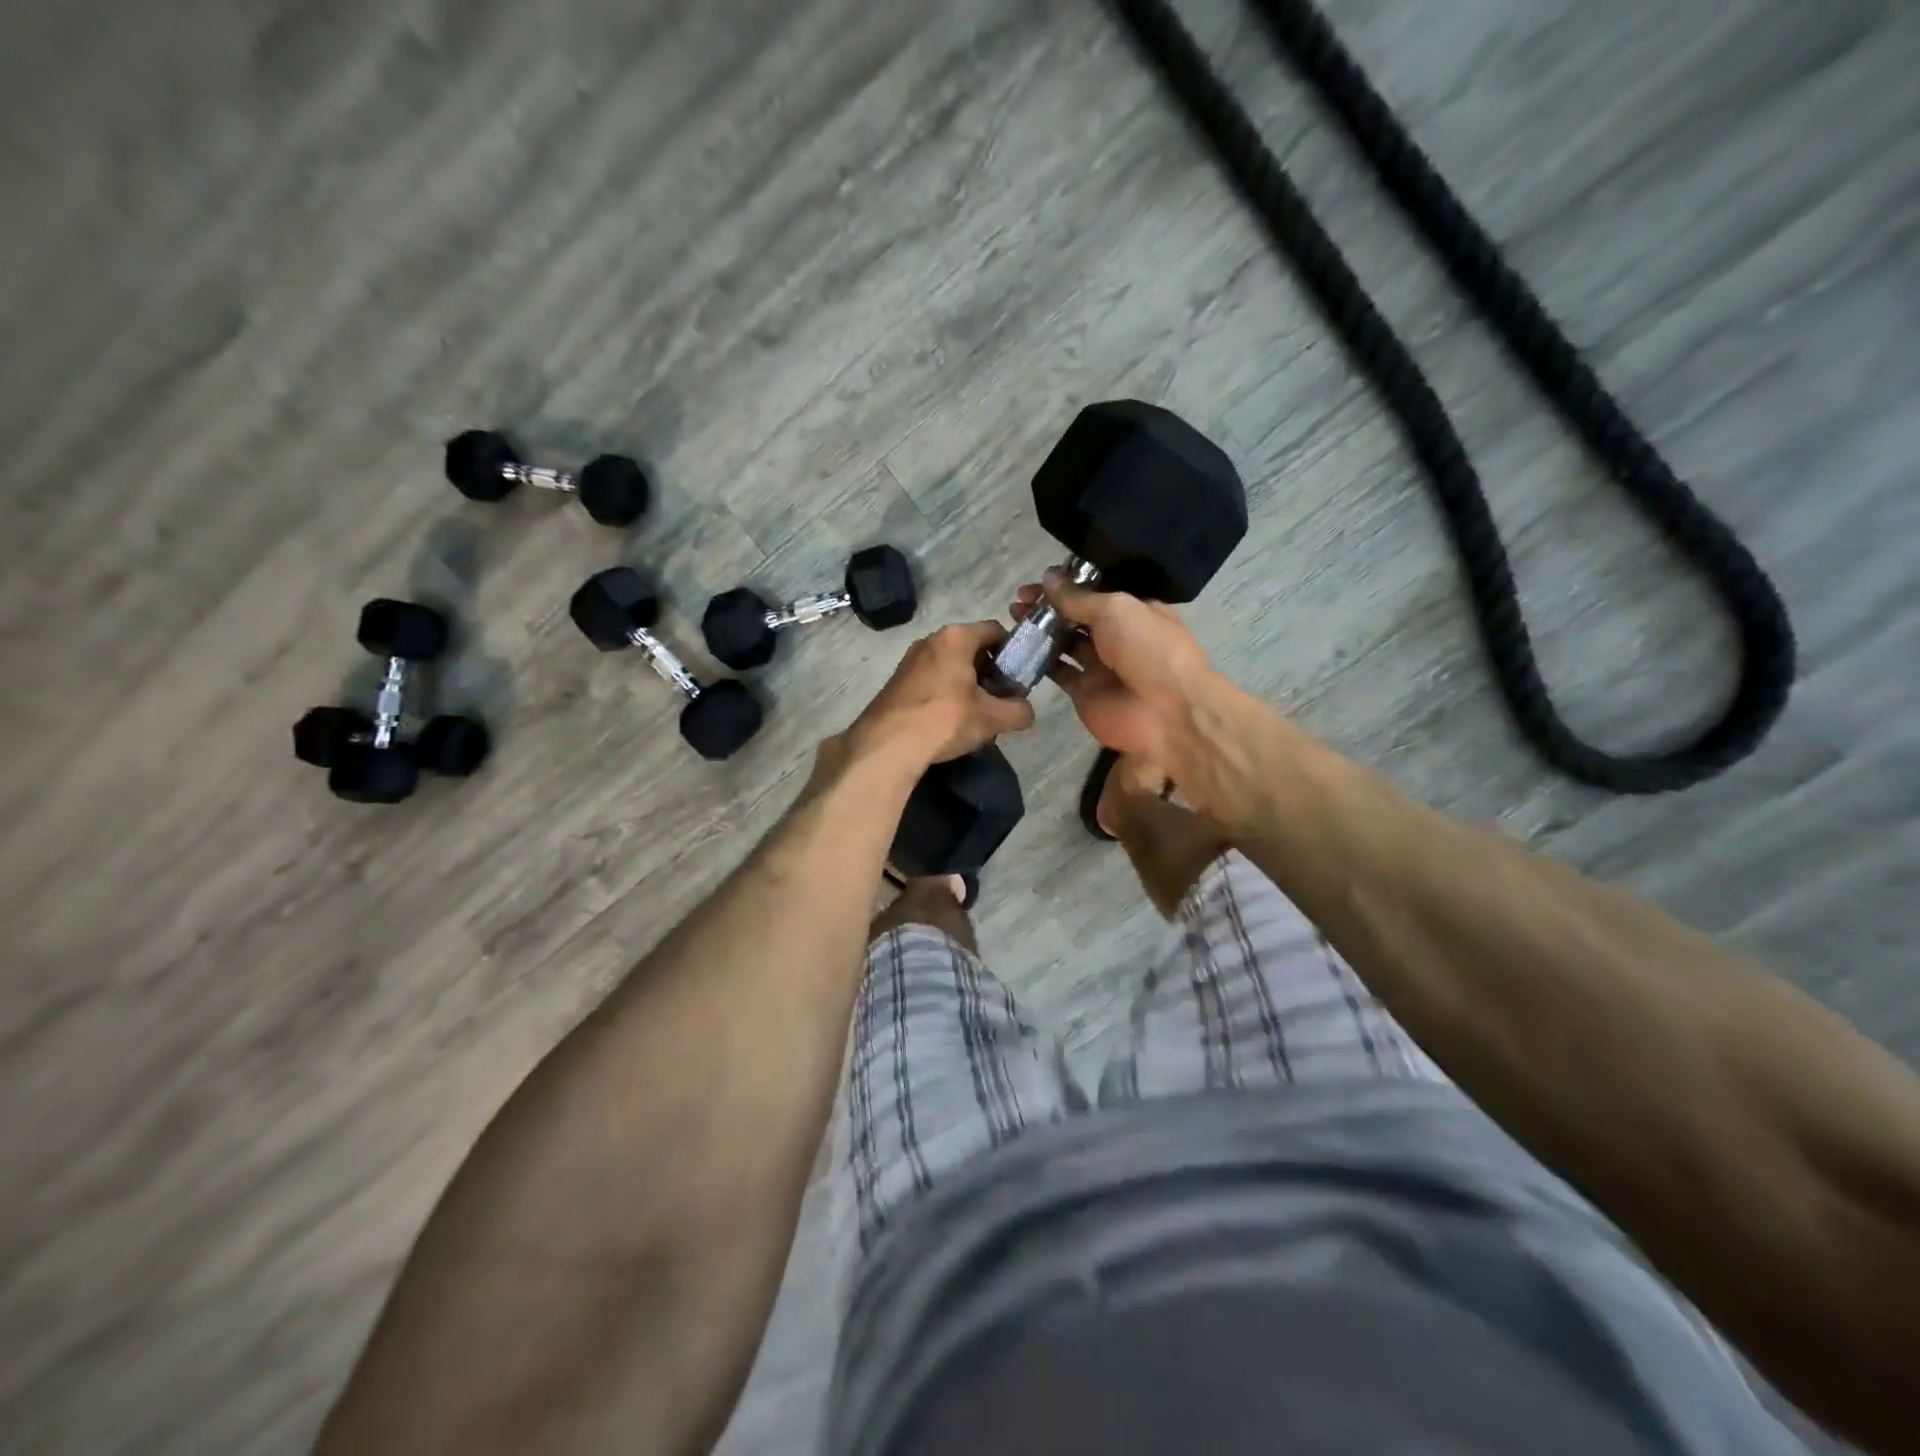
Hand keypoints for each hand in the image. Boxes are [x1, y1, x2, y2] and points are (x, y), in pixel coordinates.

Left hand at [848, 621, 1035, 767]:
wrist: (887, 745)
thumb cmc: (945, 719)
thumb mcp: (992, 718)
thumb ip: (1018, 711)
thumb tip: (1026, 712)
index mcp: (956, 637)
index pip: (995, 630)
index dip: (1013, 651)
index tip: (1018, 677)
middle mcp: (930, 640)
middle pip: (971, 648)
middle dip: (989, 671)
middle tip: (999, 700)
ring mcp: (909, 660)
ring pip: (950, 666)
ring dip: (966, 685)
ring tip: (974, 715)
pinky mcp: (896, 682)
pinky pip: (931, 680)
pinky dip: (944, 694)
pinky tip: (947, 722)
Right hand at [1011, 571, 1216, 773]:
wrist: (1168, 711)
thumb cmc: (1149, 648)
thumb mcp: (1115, 610)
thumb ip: (1078, 597)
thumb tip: (1048, 577)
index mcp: (1132, 610)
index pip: (1094, 593)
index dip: (1066, 586)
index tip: (1038, 582)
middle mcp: (1116, 636)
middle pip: (1076, 617)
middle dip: (1048, 607)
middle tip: (1019, 600)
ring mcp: (1099, 666)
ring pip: (1064, 643)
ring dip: (1040, 630)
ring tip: (1013, 617)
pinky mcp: (1084, 692)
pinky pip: (1058, 672)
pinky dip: (1039, 661)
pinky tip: (1018, 647)